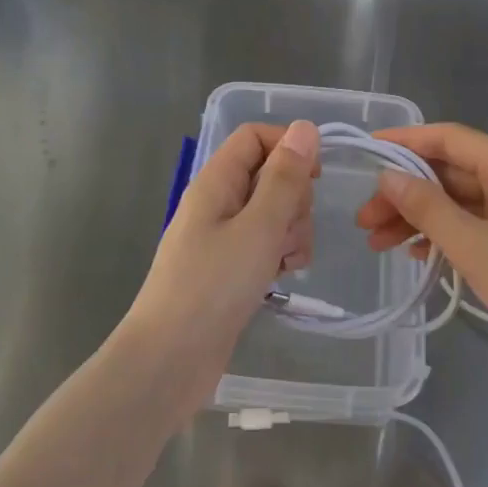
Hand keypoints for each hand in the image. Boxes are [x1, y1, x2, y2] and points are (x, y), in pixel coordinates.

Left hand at [123, 120, 319, 412]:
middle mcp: (218, 202)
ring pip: (274, 213)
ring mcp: (224, 237)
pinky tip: (282, 278)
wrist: (171, 358)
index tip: (316, 177)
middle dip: (294, 199)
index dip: (288, 147)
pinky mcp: (231, 268)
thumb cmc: (213, 286)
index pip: (254, 137)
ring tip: (285, 263)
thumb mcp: (259, 227)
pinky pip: (266, 245)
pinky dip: (281, 255)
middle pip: (269, 175)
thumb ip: (285, 178)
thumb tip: (305, 128)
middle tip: (288, 232)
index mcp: (216, 181)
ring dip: (292, 231)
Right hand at [354, 123, 487, 369]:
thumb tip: (389, 177)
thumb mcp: (474, 247)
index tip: (366, 151)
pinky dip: (447, 234)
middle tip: (365, 221)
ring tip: (379, 244)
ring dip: (421, 218)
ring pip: (461, 201)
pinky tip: (419, 255)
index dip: (406, 141)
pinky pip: (478, 223)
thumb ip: (428, 208)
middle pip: (452, 173)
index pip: (450, 139)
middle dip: (406, 193)